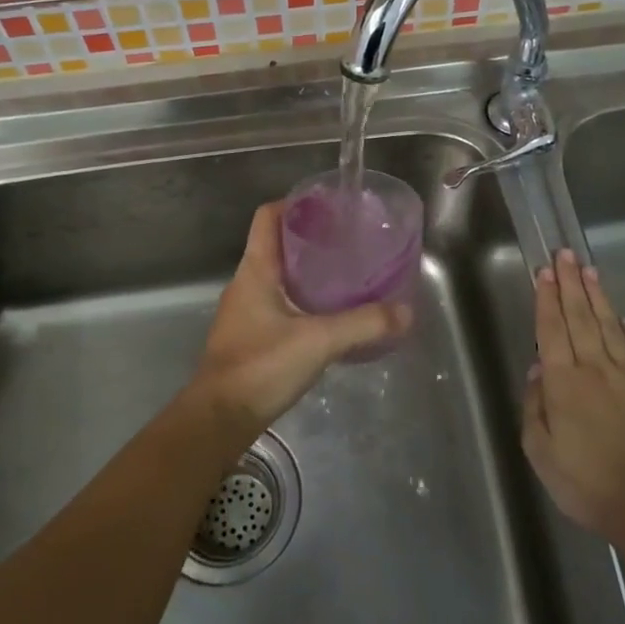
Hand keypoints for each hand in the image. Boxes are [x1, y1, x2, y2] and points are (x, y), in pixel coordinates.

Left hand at [186, 202, 410, 442]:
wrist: (219, 419)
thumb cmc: (261, 366)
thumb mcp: (319, 341)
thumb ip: (363, 324)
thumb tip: (405, 312)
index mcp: (256, 270)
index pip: (268, 217)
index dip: (294, 204)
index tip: (327, 206)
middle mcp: (246, 283)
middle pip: (276, 245)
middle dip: (309, 238)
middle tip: (347, 241)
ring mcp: (244, 311)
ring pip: (277, 276)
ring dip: (306, 271)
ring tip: (344, 275)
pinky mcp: (249, 337)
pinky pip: (277, 303)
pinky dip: (301, 299)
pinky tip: (327, 315)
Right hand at [522, 249, 624, 545]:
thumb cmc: (584, 483)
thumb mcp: (539, 451)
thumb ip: (535, 407)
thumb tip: (539, 370)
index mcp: (564, 382)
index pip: (552, 330)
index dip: (547, 299)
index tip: (545, 272)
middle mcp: (596, 369)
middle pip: (581, 318)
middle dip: (571, 284)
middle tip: (565, 254)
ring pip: (610, 327)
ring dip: (598, 297)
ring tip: (589, 271)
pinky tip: (622, 318)